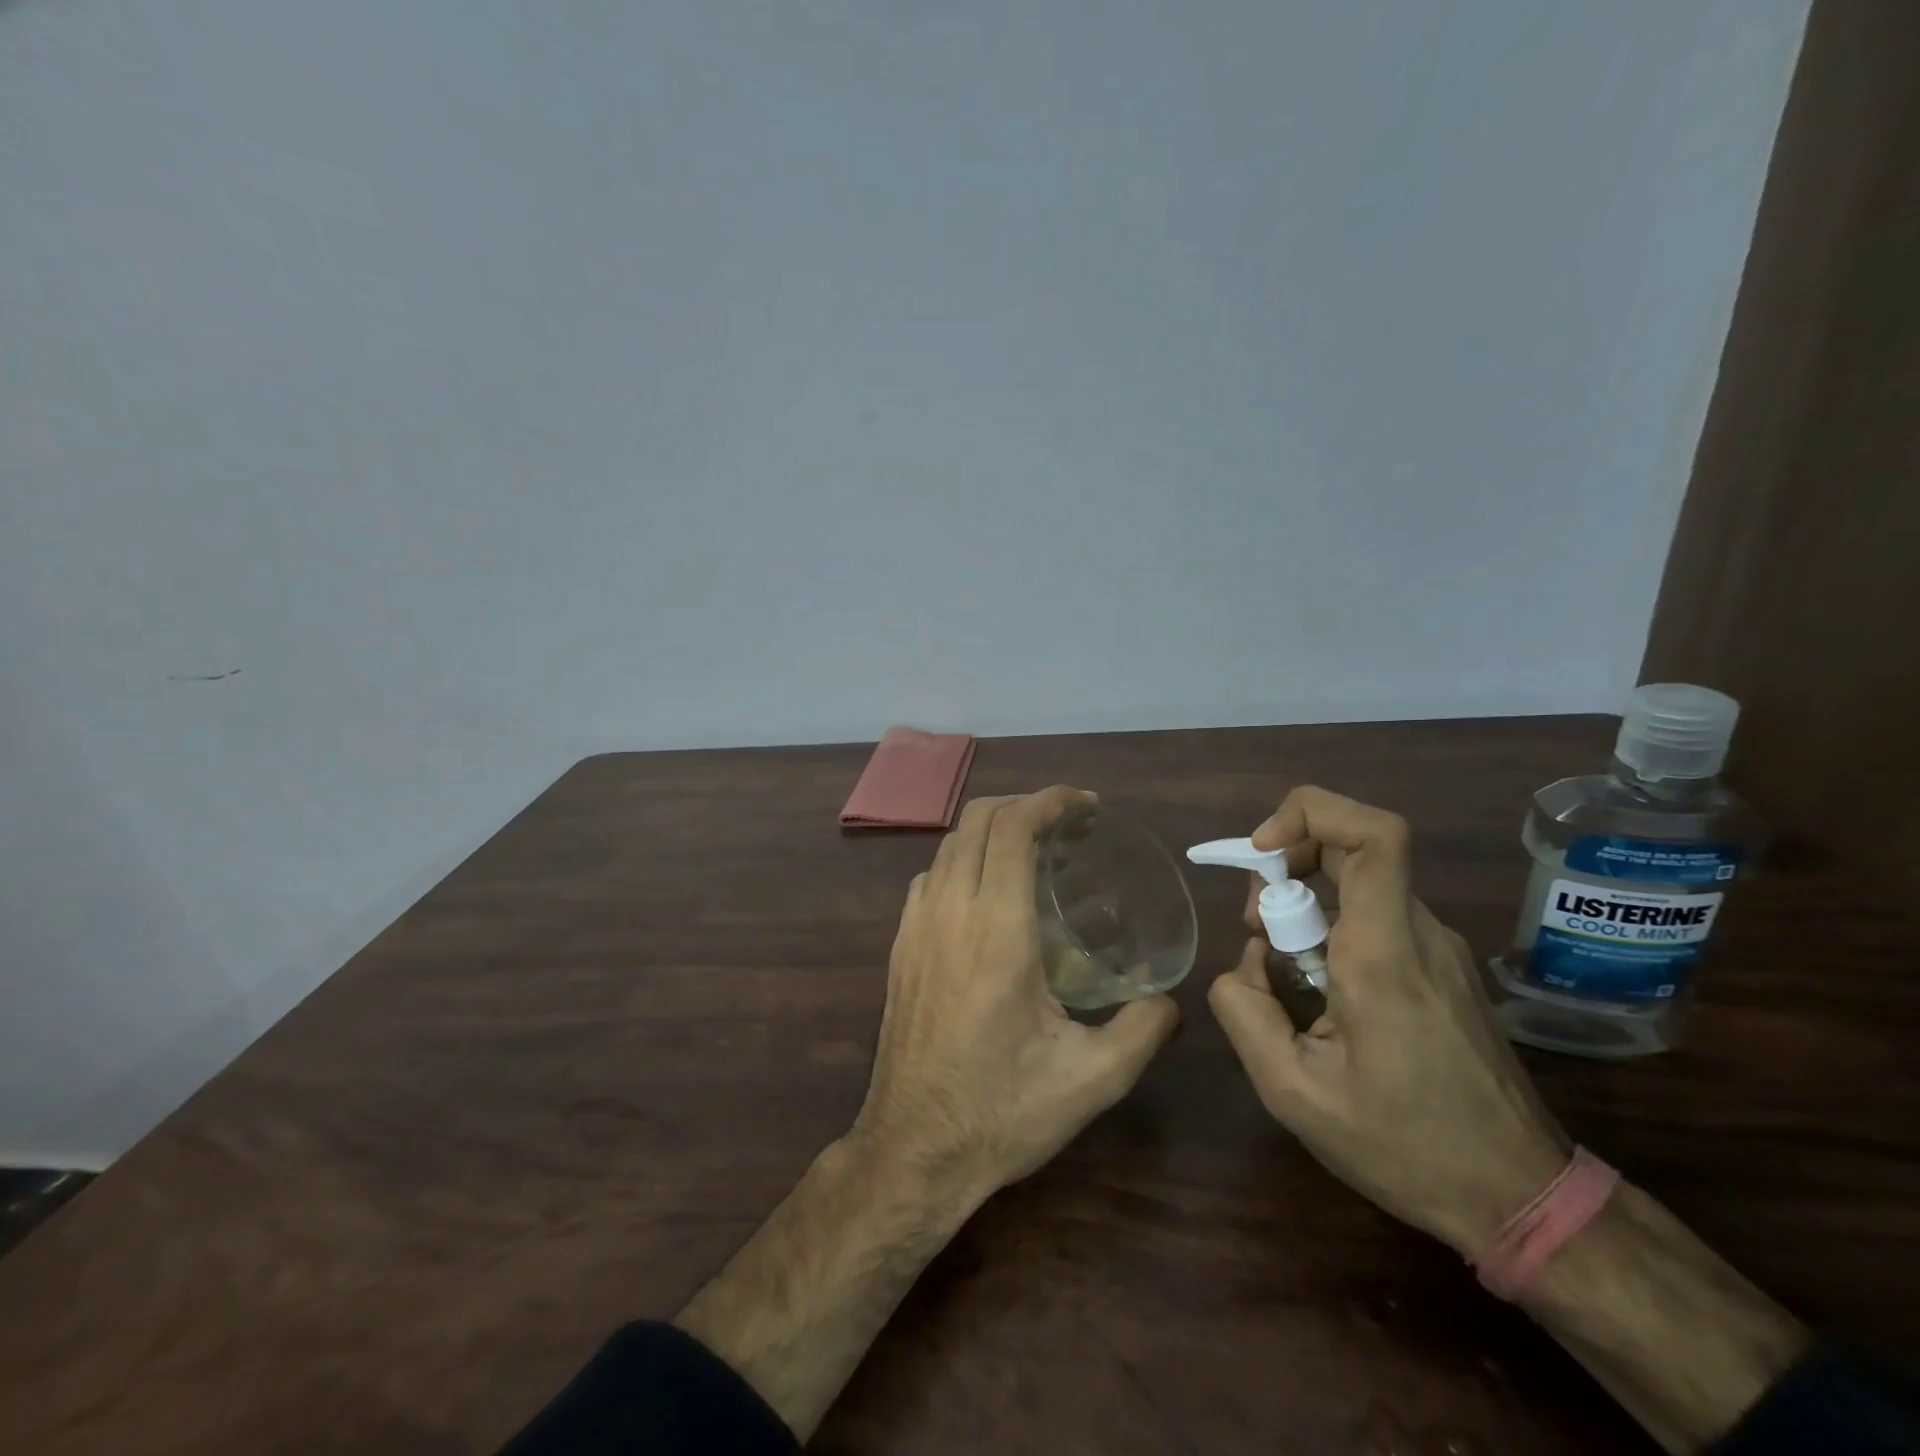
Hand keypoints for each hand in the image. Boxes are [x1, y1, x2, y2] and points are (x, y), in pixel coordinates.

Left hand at [850, 786, 1180, 1211]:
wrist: (913, 1149)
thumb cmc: (1002, 1111)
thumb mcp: (1091, 1079)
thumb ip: (1142, 1030)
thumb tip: (1172, 1002)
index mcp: (997, 928)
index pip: (1014, 827)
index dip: (1051, 801)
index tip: (1086, 805)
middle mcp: (950, 911)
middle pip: (978, 819)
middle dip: (1024, 804)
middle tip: (1067, 824)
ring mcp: (916, 925)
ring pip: (949, 844)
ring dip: (990, 830)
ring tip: (1032, 850)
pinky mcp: (899, 946)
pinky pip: (929, 877)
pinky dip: (961, 860)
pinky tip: (986, 893)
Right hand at [1209, 785, 1566, 1256]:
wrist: (1524, 1200)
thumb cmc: (1407, 1148)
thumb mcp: (1294, 1093)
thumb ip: (1244, 1012)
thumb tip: (1243, 965)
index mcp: (1385, 954)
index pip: (1373, 834)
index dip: (1310, 814)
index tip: (1262, 852)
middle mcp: (1420, 935)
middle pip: (1355, 850)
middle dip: (1288, 868)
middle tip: (1257, 928)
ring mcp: (1439, 950)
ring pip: (1361, 886)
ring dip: (1306, 905)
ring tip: (1283, 975)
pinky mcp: (1444, 970)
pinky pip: (1377, 919)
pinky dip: (1332, 931)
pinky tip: (1321, 996)